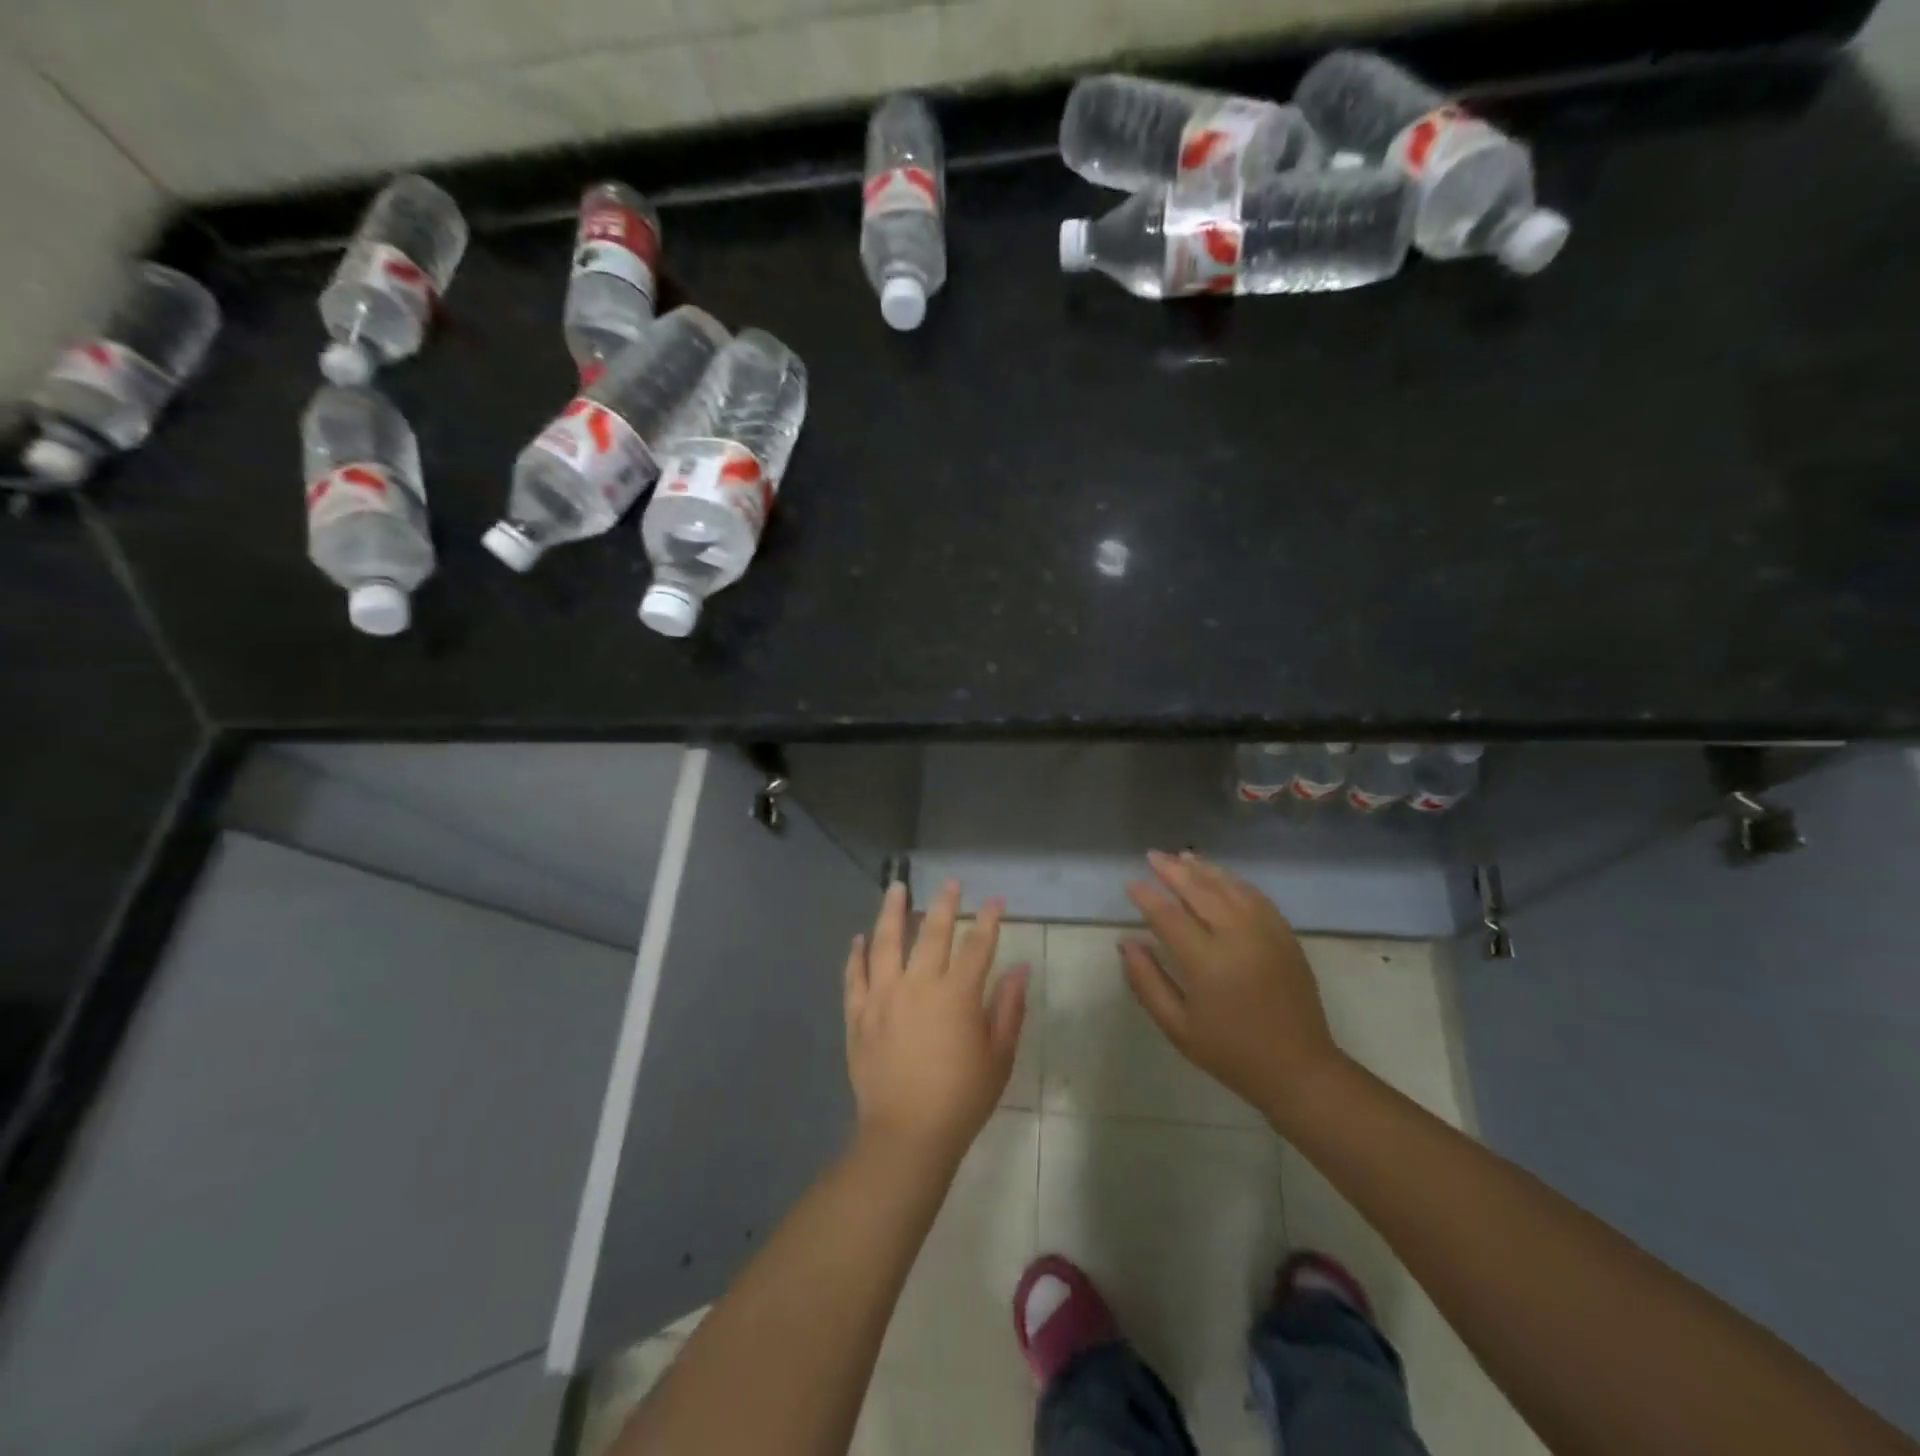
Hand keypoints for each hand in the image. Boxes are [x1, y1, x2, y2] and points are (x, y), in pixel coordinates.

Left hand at [845, 880, 1027, 1168]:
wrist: (907, 1135)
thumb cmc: (962, 1098)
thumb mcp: (999, 1056)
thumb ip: (1010, 1008)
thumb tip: (1020, 969)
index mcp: (957, 994)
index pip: (977, 945)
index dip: (988, 920)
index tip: (994, 901)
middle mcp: (918, 985)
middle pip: (931, 933)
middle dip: (943, 904)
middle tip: (950, 883)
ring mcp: (882, 997)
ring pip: (885, 943)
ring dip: (892, 912)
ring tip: (896, 887)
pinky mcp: (858, 1016)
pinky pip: (854, 977)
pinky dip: (856, 955)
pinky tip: (859, 938)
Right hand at [1122, 851, 1344, 1129]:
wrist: (1298, 1069)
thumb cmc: (1231, 1052)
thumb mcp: (1178, 1027)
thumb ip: (1148, 982)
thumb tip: (1126, 943)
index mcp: (1207, 962)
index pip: (1168, 915)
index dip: (1146, 896)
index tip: (1130, 884)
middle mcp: (1237, 937)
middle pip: (1200, 891)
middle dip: (1173, 871)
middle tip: (1153, 856)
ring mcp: (1266, 933)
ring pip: (1230, 887)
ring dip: (1204, 870)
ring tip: (1182, 856)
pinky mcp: (1285, 936)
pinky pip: (1256, 897)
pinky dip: (1234, 882)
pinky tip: (1221, 877)